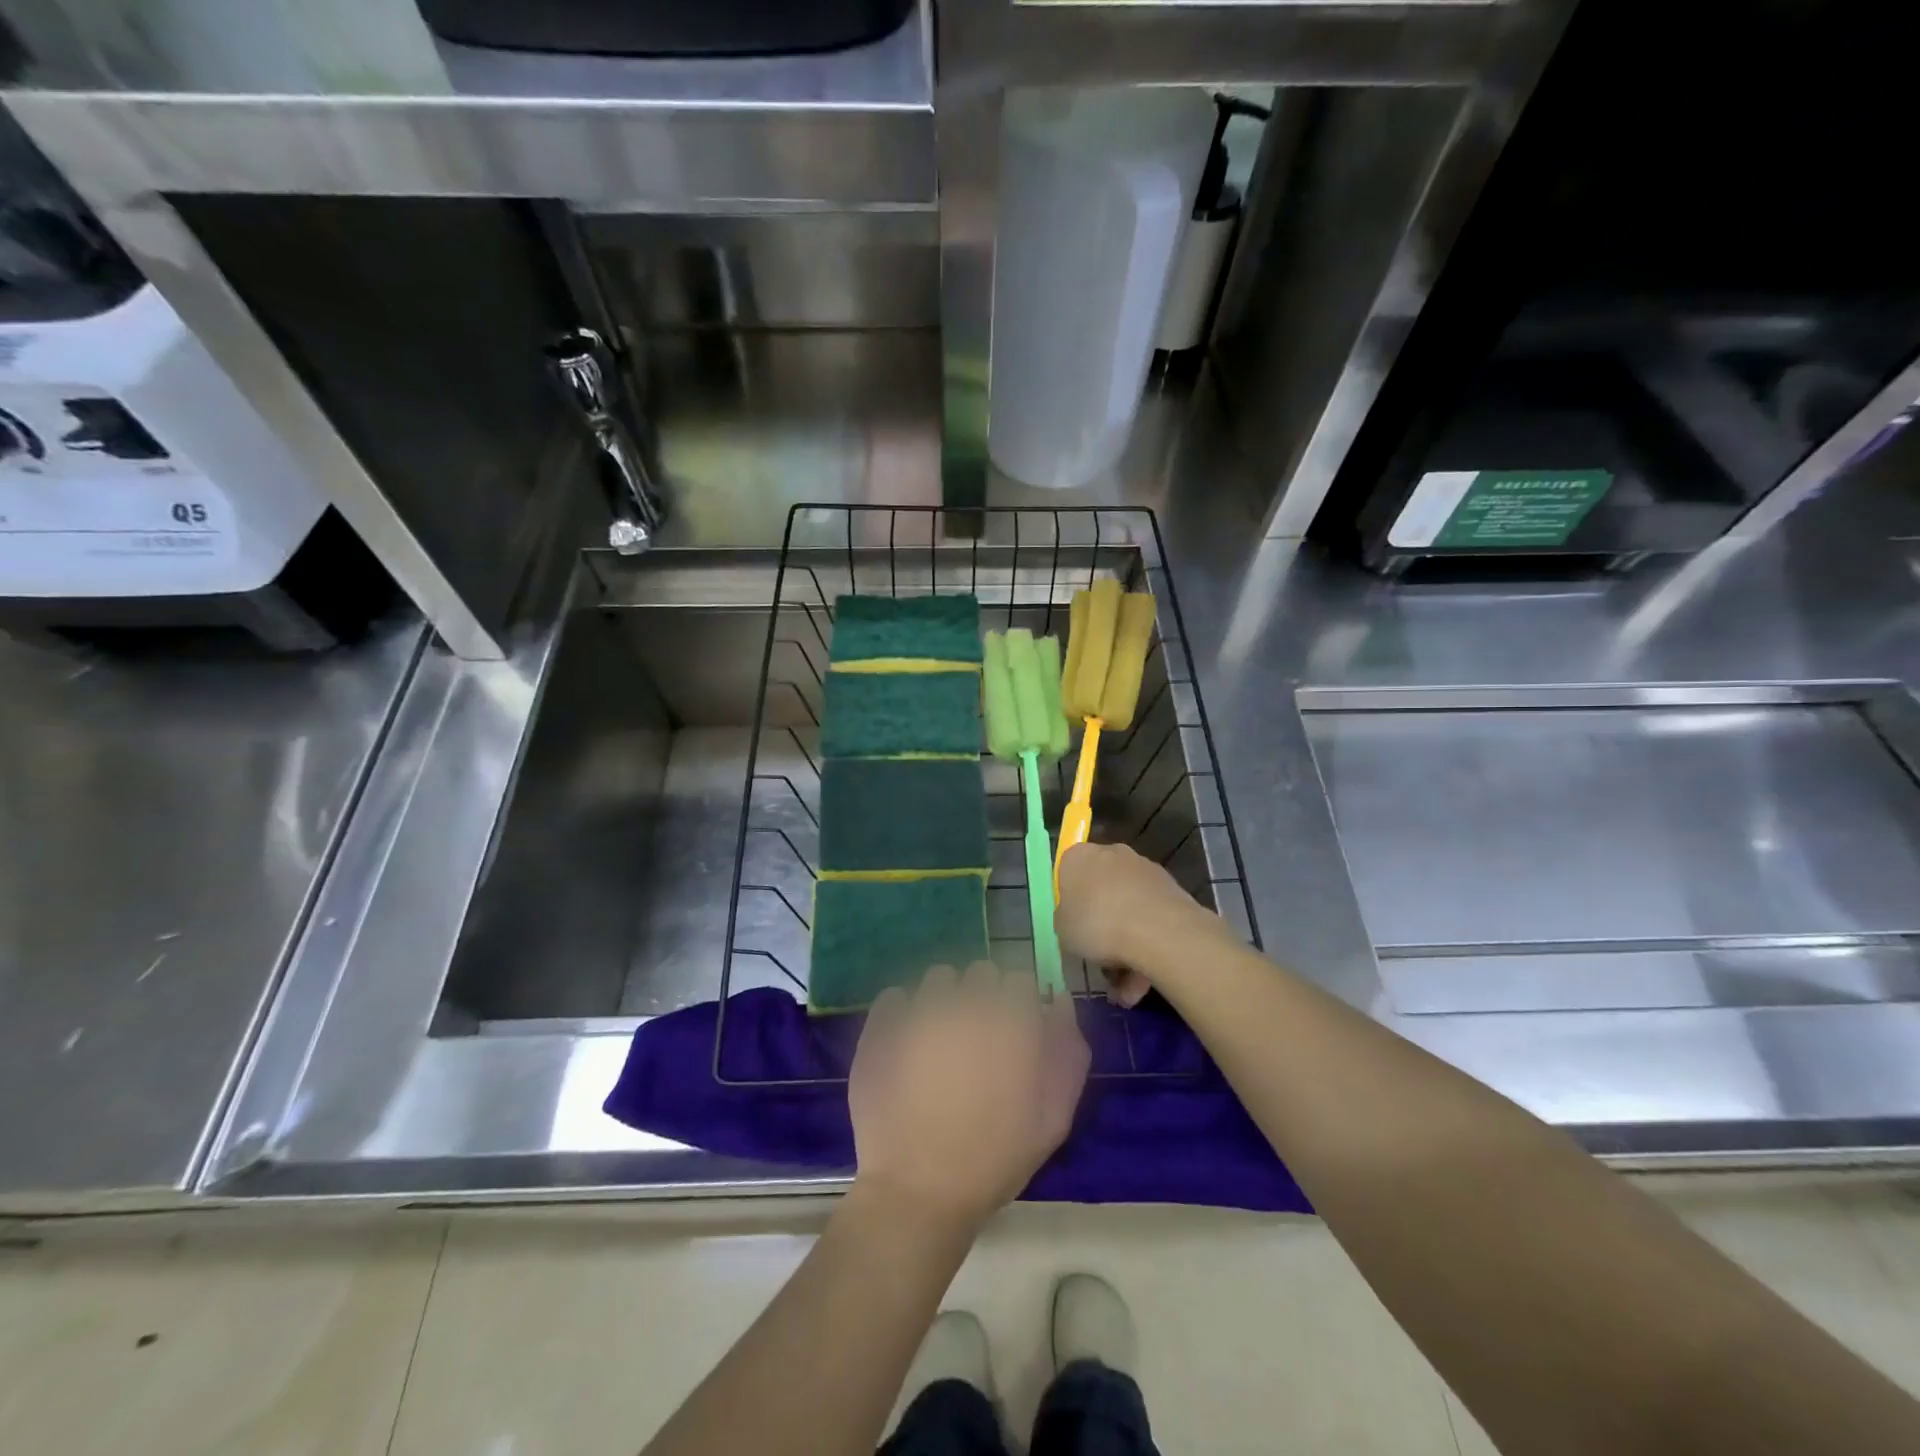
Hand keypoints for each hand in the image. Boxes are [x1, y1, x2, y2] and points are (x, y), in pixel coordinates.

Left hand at [849, 962, 1088, 1229]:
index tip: (1013, 1029)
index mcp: (1010, 1024)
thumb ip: (1067, 1054)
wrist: (917, 1193)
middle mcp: (966, 1006)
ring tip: (940, 1040)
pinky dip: (903, 1011)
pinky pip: (896, 996)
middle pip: (980, 972)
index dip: (1018, 1003)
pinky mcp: (882, 1025)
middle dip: (984, 996)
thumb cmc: (993, 1160)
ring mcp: (919, 1012)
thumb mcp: (1053, 1119)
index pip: (1020, 979)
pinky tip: (906, 1043)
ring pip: (939, 978)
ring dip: (945, 998)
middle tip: (978, 1038)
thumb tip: (1059, 1001)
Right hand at [1056, 842, 1221, 1006]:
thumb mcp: (1062, 930)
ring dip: (1127, 944)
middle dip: (1102, 924)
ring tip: (1125, 988)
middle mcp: (1112, 854)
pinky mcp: (1172, 889)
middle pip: (1102, 890)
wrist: (1158, 931)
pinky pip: (1151, 919)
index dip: (1070, 903)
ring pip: (1129, 909)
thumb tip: (1076, 919)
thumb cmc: (1097, 924)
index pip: (1067, 873)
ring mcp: (1145, 870)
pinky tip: (1144, 981)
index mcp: (1078, 857)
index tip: (1073, 927)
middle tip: (1099, 957)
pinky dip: (1147, 945)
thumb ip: (1066, 920)